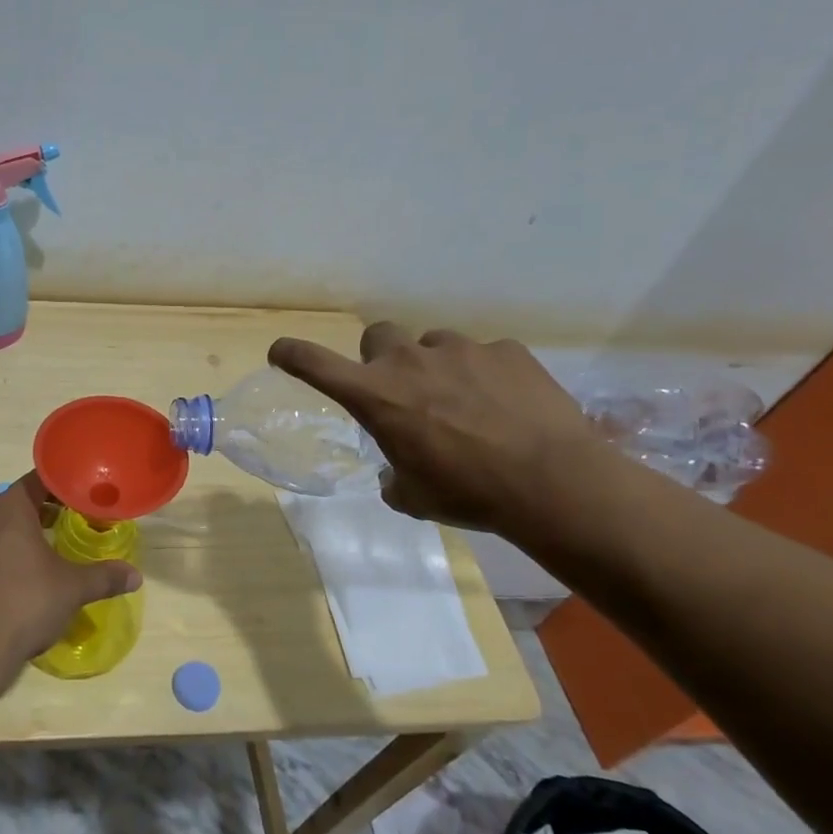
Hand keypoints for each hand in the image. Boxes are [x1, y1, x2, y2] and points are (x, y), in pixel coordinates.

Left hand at [0, 473, 141, 676]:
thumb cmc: (25, 603)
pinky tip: (16, 582)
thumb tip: (136, 576)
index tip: (82, 499)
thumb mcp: (72, 589)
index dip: (62, 487)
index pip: (37, 481)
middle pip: (16, 504)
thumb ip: (104, 577)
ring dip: (19, 537)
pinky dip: (0, 559)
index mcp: (9, 509)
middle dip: (42, 513)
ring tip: (45, 554)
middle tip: (70, 525)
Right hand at [268, 324, 601, 534]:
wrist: (552, 482)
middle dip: (382, 359)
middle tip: (403, 390)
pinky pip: (484, 356)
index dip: (291, 354)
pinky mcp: (506, 350)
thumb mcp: (414, 497)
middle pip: (377, 336)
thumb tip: (397, 475)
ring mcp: (460, 350)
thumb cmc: (467, 493)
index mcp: (375, 396)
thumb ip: (394, 477)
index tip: (280, 352)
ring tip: (466, 404)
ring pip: (433, 345)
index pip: (314, 363)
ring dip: (437, 368)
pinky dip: (485, 376)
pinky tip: (506, 407)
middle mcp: (409, 361)